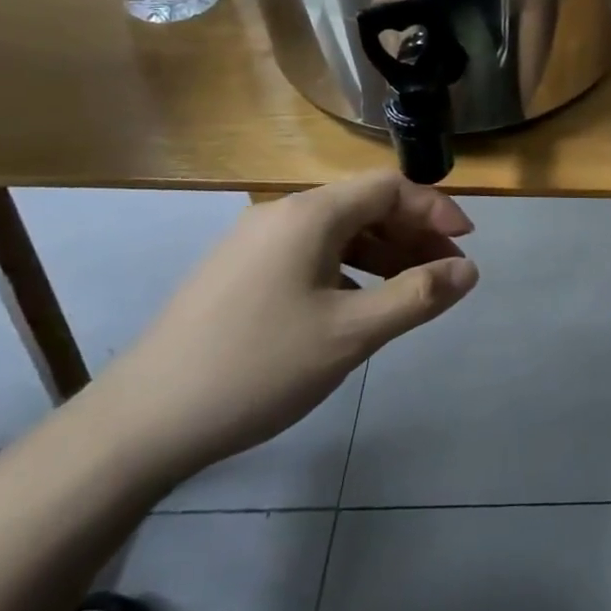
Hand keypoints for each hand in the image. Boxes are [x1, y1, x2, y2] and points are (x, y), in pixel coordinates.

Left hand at [95, 172, 478, 480]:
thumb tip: (468, 269)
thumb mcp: (351, 334)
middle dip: (414, 234)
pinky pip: (310, 255)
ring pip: (337, 233)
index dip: (435, 209)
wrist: (142, 423)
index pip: (389, 188)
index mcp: (310, 215)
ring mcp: (254, 243)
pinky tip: (358, 305)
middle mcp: (282, 215)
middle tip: (447, 274)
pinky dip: (348, 269)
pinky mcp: (238, 273)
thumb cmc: (258, 367)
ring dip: (383, 253)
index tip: (468, 243)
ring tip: (412, 290)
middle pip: (364, 207)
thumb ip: (417, 296)